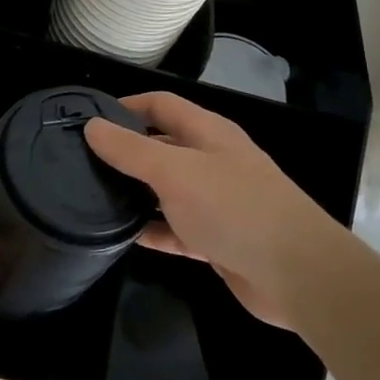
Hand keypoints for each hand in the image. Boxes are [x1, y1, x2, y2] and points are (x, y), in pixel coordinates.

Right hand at [85, 93, 345, 330]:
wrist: (297, 275)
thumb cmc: (234, 208)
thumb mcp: (174, 172)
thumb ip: (130, 149)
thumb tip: (92, 126)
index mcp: (207, 133)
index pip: (161, 104)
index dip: (126, 105)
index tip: (89, 119)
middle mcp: (212, 161)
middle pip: (162, 145)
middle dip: (126, 150)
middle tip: (82, 160)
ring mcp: (215, 202)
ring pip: (166, 189)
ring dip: (135, 192)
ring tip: (92, 196)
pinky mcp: (216, 239)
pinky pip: (174, 228)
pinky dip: (151, 230)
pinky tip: (122, 236)